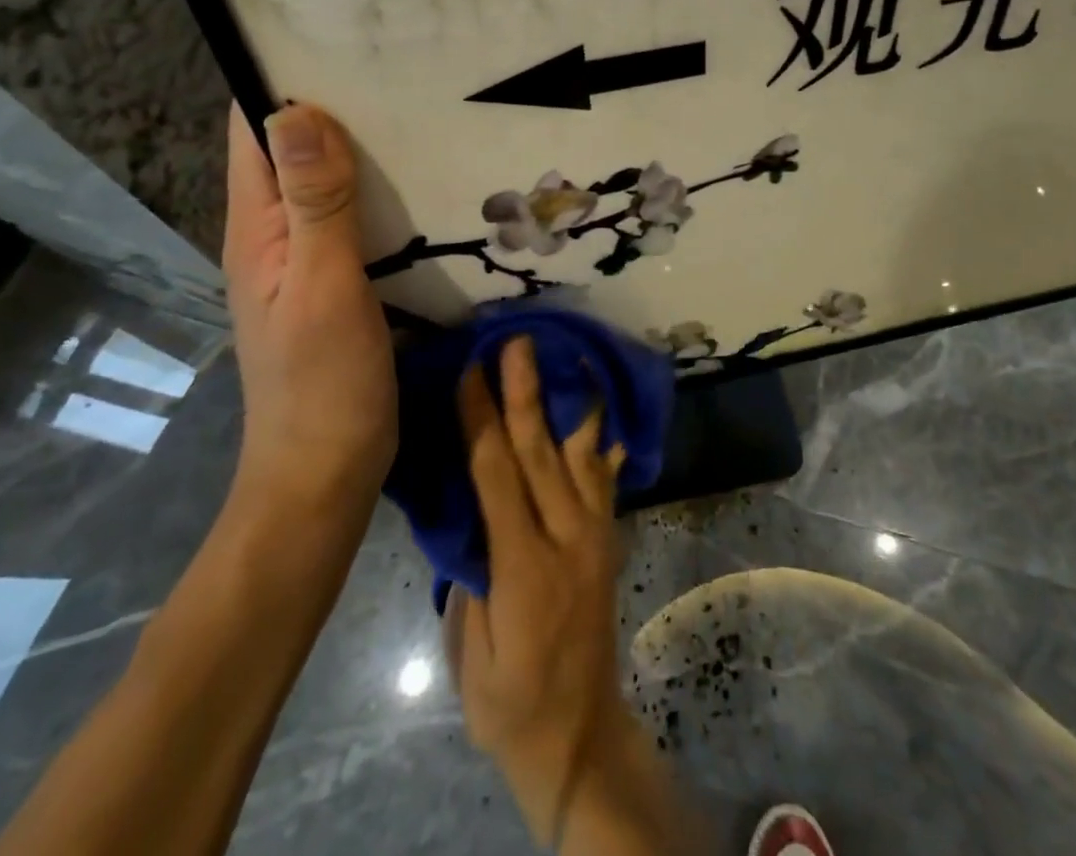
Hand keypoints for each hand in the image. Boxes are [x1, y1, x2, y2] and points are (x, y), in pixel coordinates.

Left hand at [222, 103, 395, 511]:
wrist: (326, 471)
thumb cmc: (321, 382)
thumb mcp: (322, 287)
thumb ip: (315, 203)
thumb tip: (296, 110)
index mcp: (256, 224)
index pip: (253, 128)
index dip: (283, 76)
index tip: (342, 36)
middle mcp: (274, 230)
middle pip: (295, 147)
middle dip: (337, 104)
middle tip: (405, 67)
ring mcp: (307, 256)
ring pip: (329, 180)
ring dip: (364, 147)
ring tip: (424, 110)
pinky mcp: (339, 279)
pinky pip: (355, 216)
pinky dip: (382, 191)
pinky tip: (427, 181)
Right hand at [445, 338, 627, 844]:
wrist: (579, 733)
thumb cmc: (509, 701)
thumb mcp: (473, 653)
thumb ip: (472, 577)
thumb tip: (467, 512)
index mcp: (524, 566)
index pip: (497, 477)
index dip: (481, 421)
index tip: (469, 374)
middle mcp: (567, 537)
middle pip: (540, 453)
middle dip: (524, 393)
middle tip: (517, 343)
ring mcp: (595, 534)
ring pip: (578, 454)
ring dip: (566, 401)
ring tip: (566, 355)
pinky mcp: (608, 537)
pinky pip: (604, 478)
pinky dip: (601, 439)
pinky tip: (604, 408)